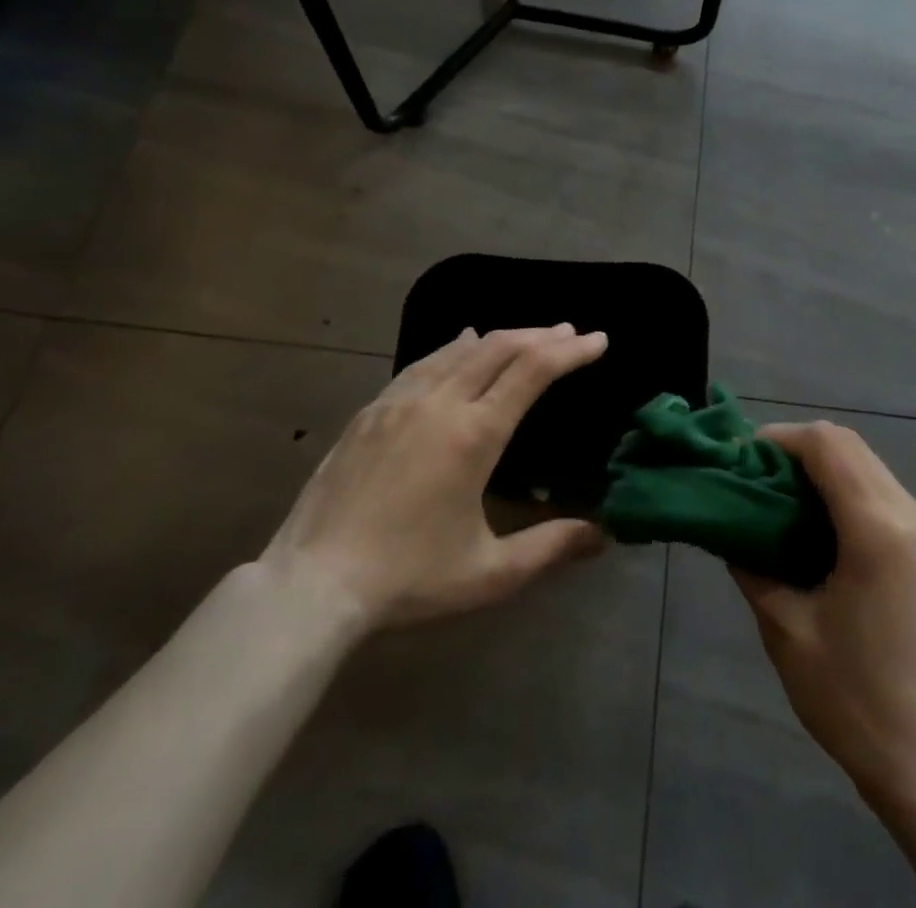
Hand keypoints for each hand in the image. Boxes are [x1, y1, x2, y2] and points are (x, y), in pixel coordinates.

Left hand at [262, 325, 609, 631]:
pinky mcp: (371, 410)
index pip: (533, 371)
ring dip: (499, 337)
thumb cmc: (408, 578)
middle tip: (569, 333)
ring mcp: (400, 401)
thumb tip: (603, 534)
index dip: (570, 351)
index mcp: (475, 435)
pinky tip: (459, 345)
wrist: (312, 583)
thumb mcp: (489, 574)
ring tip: (525, 336)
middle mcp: (440, 403)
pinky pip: (423, 363)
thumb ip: (550, 547)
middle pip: (499, 347)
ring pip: (459, 349)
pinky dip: (453, 348)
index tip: (598, 340)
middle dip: (540, 335)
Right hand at [733, 421, 915, 812]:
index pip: (826, 444)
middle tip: (755, 479)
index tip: (742, 461)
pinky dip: (844, 489)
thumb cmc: (852, 698)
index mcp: (880, 530)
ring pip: (866, 464)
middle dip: (797, 449)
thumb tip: (729, 523)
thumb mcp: (785, 627)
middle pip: (848, 444)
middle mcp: (913, 515)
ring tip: (780, 500)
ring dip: (821, 468)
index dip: (779, 439)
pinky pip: (881, 492)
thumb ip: (752, 561)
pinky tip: (817, 526)